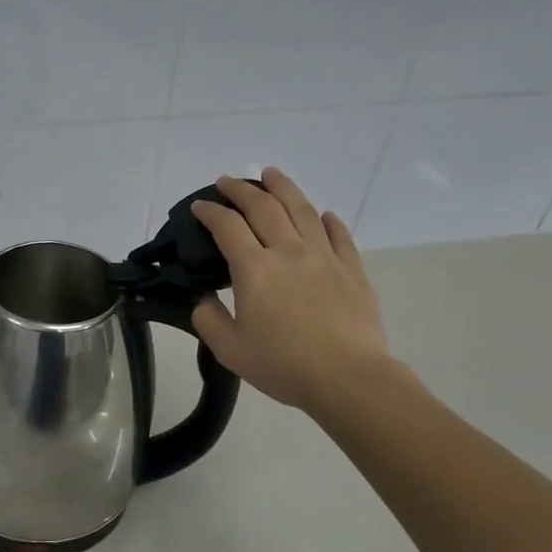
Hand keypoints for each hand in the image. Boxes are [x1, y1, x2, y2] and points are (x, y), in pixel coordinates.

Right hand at [190, 169, 397, 416]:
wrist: (347, 377)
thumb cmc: (282, 364)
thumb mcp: (229, 349)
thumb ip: (208, 319)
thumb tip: (204, 298)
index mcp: (254, 269)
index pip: (227, 227)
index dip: (210, 212)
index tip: (199, 207)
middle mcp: (288, 252)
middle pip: (264, 207)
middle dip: (241, 190)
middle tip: (227, 181)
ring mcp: (324, 257)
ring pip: (302, 210)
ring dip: (283, 188)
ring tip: (272, 174)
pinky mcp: (352, 270)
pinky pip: (339, 235)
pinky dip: (327, 220)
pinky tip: (323, 215)